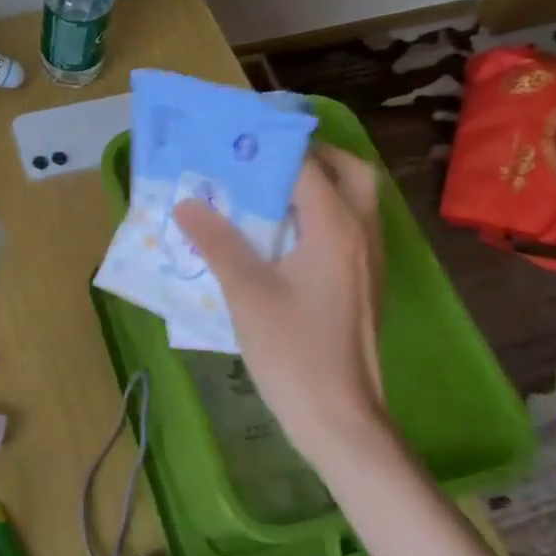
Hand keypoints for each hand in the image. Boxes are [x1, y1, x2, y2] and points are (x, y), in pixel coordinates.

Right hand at [173, 145, 393, 469]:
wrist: (339, 418)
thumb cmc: (292, 351)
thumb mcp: (246, 293)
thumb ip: (218, 242)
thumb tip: (187, 203)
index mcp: (336, 229)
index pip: (307, 166)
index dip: (272, 146)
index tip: (236, 136)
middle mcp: (362, 235)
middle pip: (352, 173)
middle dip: (314, 156)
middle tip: (268, 159)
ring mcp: (368, 262)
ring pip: (355, 202)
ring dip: (320, 185)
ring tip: (269, 190)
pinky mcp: (363, 286)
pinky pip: (349, 231)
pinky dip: (322, 217)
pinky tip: (283, 238)